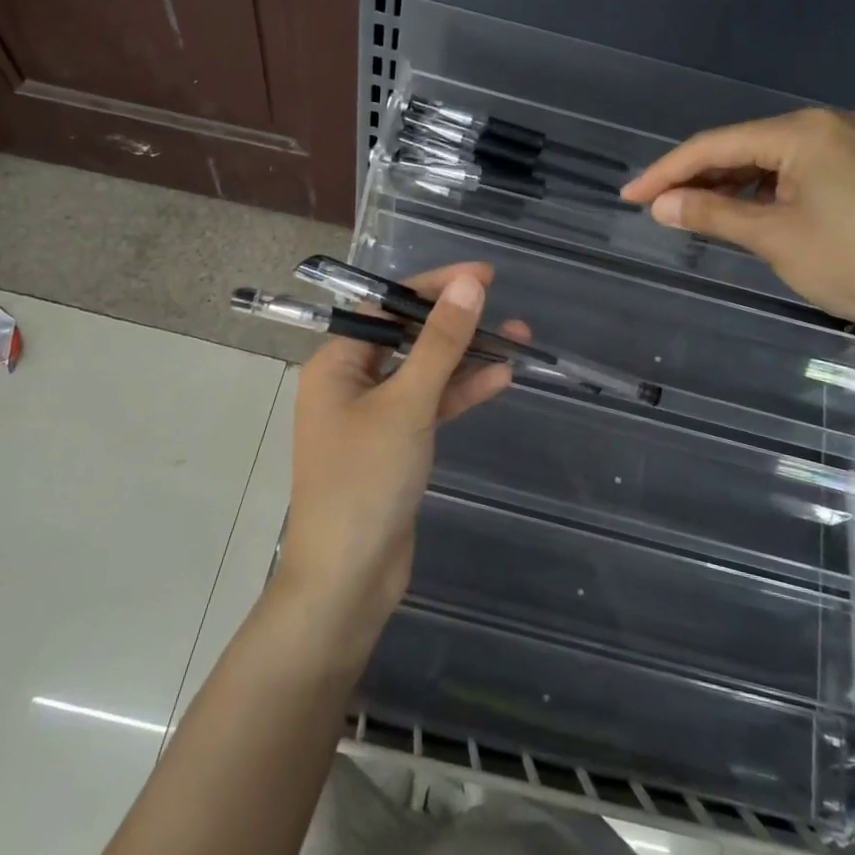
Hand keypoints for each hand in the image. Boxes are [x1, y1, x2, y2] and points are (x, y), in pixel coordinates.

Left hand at [277, 261, 525, 654]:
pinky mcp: (396, 447)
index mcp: (336, 364)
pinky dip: (461, 393)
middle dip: (454, 322)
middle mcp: (350, 383)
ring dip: (466, 357)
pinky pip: (430, 407)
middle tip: (501, 303)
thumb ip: (440, 344)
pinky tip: (500, 378)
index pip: (386, 307)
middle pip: (407, 338)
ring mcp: (374, 417)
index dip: (433, 287)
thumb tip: (468, 285)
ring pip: (425, 373)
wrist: (347, 578)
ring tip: (518, 336)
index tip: (481, 275)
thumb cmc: (366, 481)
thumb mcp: (407, 405)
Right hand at [622, 108, 854, 348]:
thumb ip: (711, 212)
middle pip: (742, 145)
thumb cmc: (851, 263)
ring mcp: (849, 144)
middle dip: (696, 176)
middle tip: (654, 205)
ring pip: (768, 158)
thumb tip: (659, 204)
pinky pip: (795, 169)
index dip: (668, 170)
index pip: (717, 144)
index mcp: (804, 131)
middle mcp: (827, 124)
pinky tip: (739, 208)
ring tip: (688, 209)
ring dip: (728, 183)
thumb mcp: (772, 237)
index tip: (630, 195)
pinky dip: (762, 189)